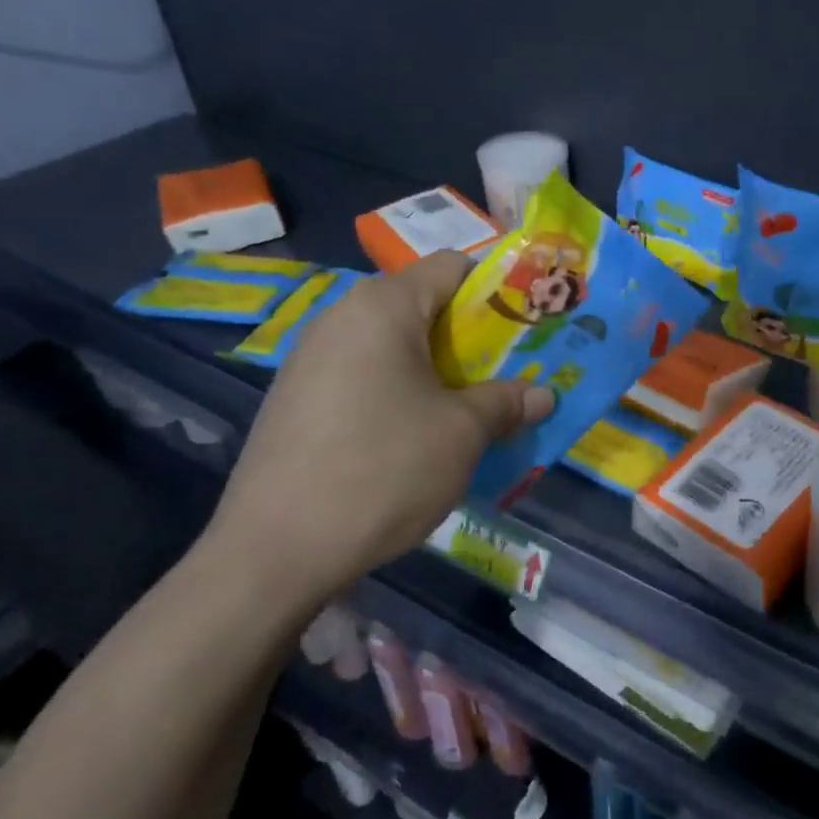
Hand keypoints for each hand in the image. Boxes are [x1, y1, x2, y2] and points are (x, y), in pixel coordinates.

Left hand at [201, 252, 552, 609]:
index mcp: (382, 306)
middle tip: (507, 378)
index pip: (453, 267)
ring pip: (394, 346)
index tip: (528, 329)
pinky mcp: (297, 399)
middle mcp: (341, 317)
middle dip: (472, 340)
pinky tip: (415, 439)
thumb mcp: (462, 434)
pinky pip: (365, 376)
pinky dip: (401, 393)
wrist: (274, 551)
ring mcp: (311, 359)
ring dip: (439, 371)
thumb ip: (506, 402)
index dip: (499, 291)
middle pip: (423, 306)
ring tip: (467, 412)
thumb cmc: (383, 470)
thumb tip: (544, 395)